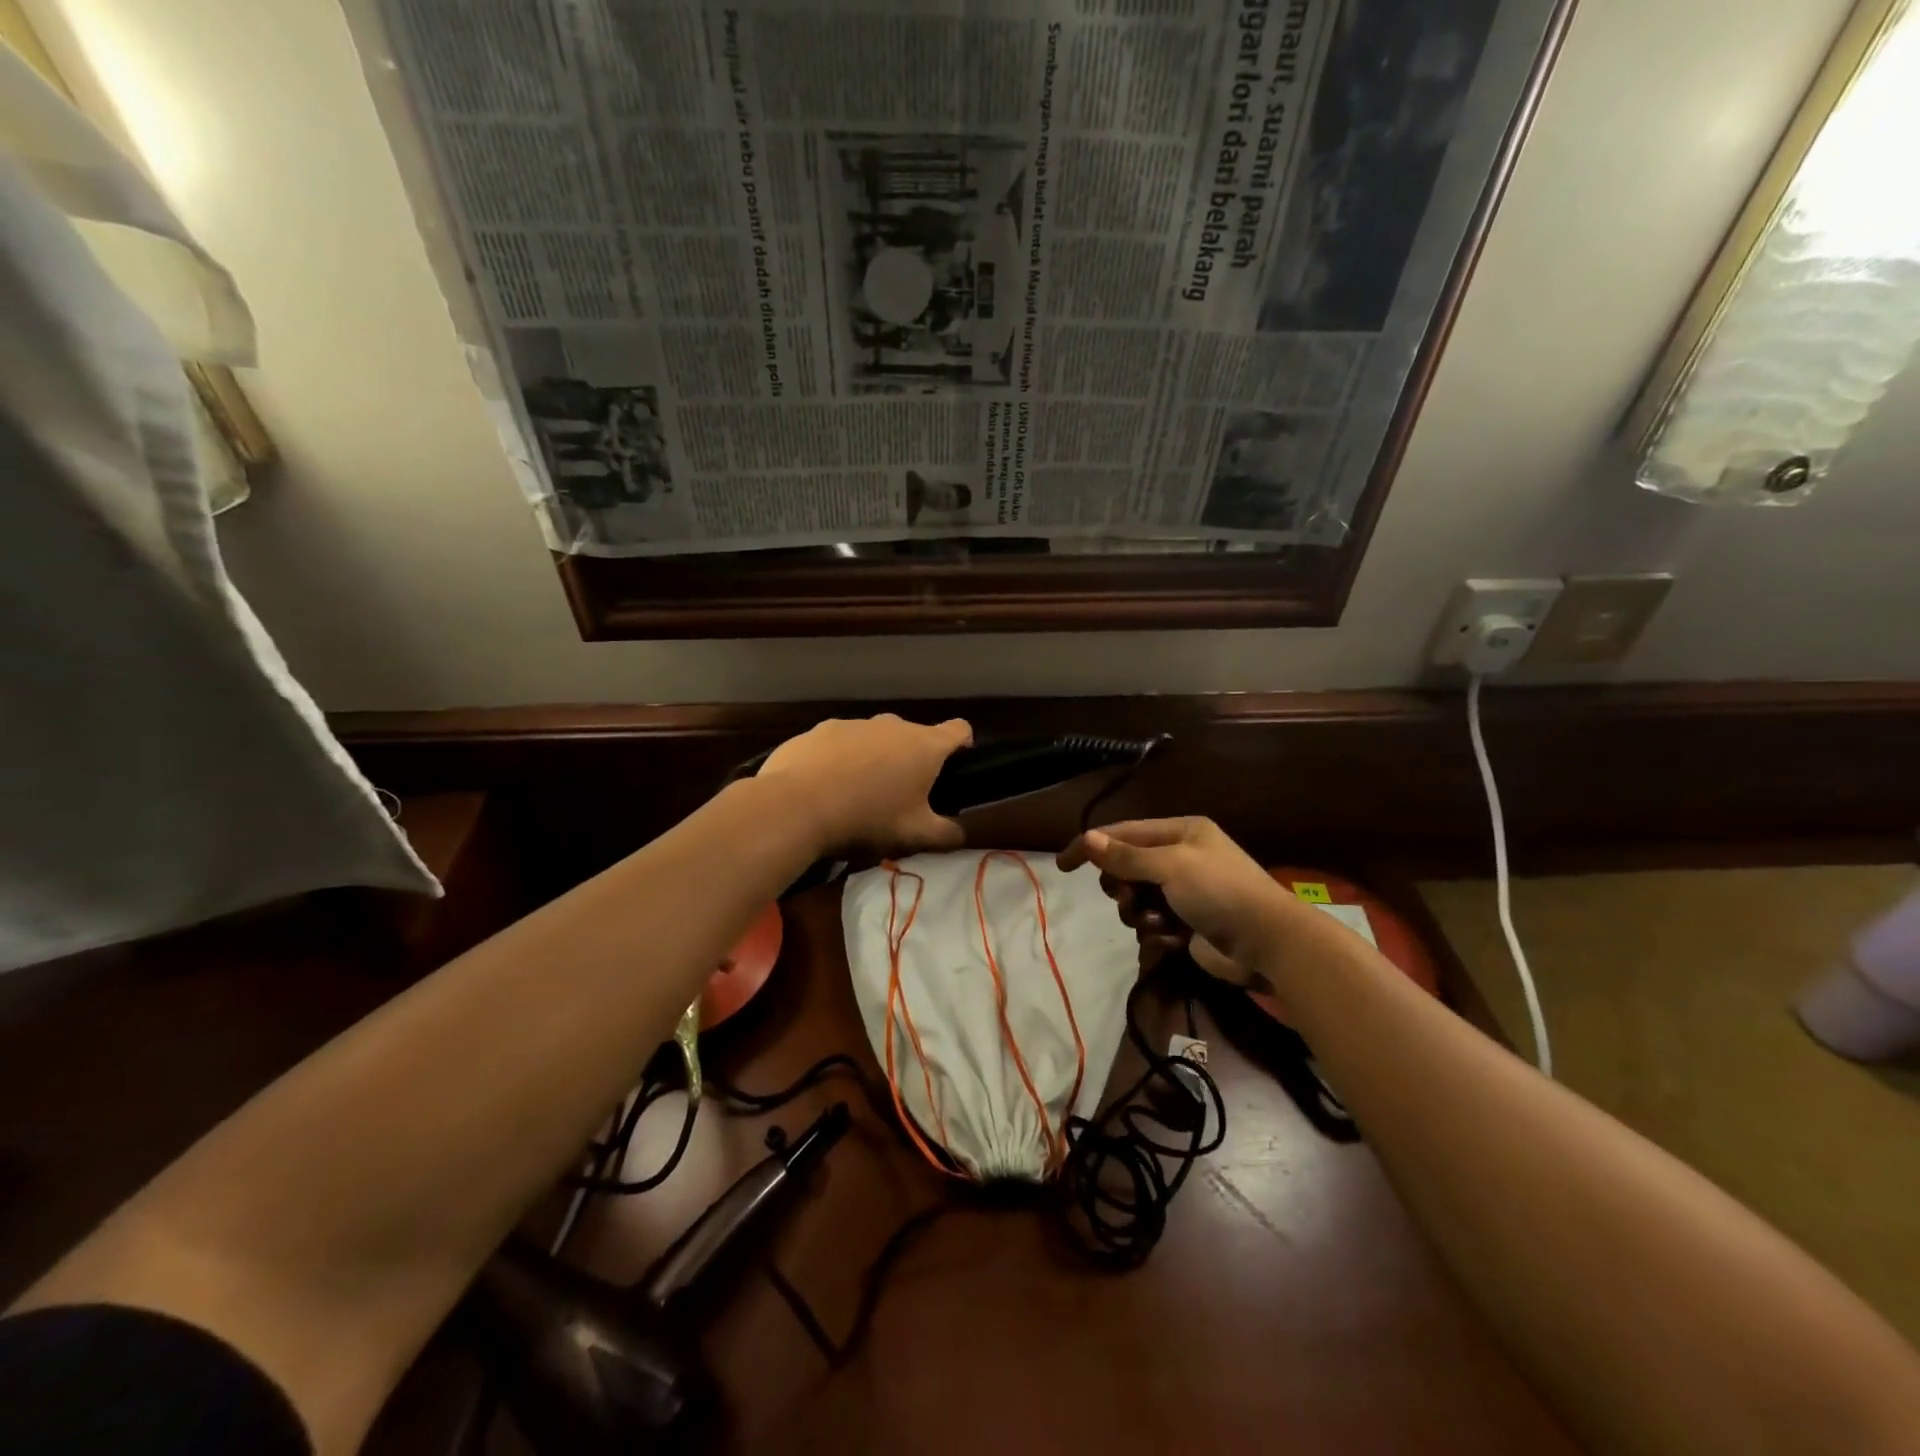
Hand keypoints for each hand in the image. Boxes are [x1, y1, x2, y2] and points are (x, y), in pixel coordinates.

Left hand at [756, 714, 971, 853]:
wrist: (797, 806)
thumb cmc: (868, 818)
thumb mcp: (915, 835)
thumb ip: (946, 835)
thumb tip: (960, 834)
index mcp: (924, 745)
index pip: (958, 730)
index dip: (962, 745)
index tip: (954, 767)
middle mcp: (892, 724)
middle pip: (912, 737)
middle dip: (910, 761)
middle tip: (899, 797)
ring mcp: (853, 724)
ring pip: (873, 739)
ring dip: (873, 760)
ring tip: (856, 796)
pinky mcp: (819, 730)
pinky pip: (838, 744)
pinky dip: (838, 761)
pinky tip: (823, 789)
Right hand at [1057, 817, 1302, 987]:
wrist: (1268, 943)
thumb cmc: (1219, 891)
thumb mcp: (1170, 866)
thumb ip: (1126, 856)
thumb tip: (1087, 839)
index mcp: (1180, 832)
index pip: (1123, 833)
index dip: (1091, 846)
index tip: (1063, 865)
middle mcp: (1180, 858)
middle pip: (1125, 868)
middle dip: (1121, 886)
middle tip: (1129, 897)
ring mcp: (1184, 893)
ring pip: (1135, 900)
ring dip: (1139, 913)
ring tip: (1159, 922)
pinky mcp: (1185, 925)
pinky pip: (1151, 924)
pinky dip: (1156, 932)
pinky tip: (1173, 938)